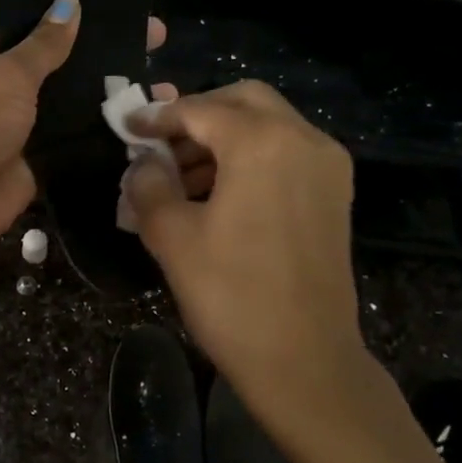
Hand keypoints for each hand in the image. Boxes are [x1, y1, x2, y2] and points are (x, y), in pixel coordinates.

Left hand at [0, 0, 174, 259]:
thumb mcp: (5, 75)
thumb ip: (44, 43)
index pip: (31, 15)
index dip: (70, 4)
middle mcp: (6, 82)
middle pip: (61, 58)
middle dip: (103, 49)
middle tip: (156, 35)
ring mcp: (24, 122)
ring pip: (75, 101)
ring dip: (113, 94)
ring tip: (165, 84)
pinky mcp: (40, 157)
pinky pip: (78, 140)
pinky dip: (107, 133)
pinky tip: (149, 124)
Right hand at [121, 82, 384, 445]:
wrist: (305, 361)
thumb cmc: (231, 295)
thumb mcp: (171, 236)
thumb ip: (148, 184)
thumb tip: (143, 163)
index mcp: (262, 143)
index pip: (201, 110)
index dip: (158, 116)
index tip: (128, 126)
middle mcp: (304, 140)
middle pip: (243, 101)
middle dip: (197, 114)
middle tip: (159, 141)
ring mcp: (326, 166)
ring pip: (267, 126)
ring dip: (222, 137)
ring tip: (178, 175)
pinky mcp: (334, 194)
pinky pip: (285, 152)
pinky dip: (249, 156)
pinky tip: (215, 191)